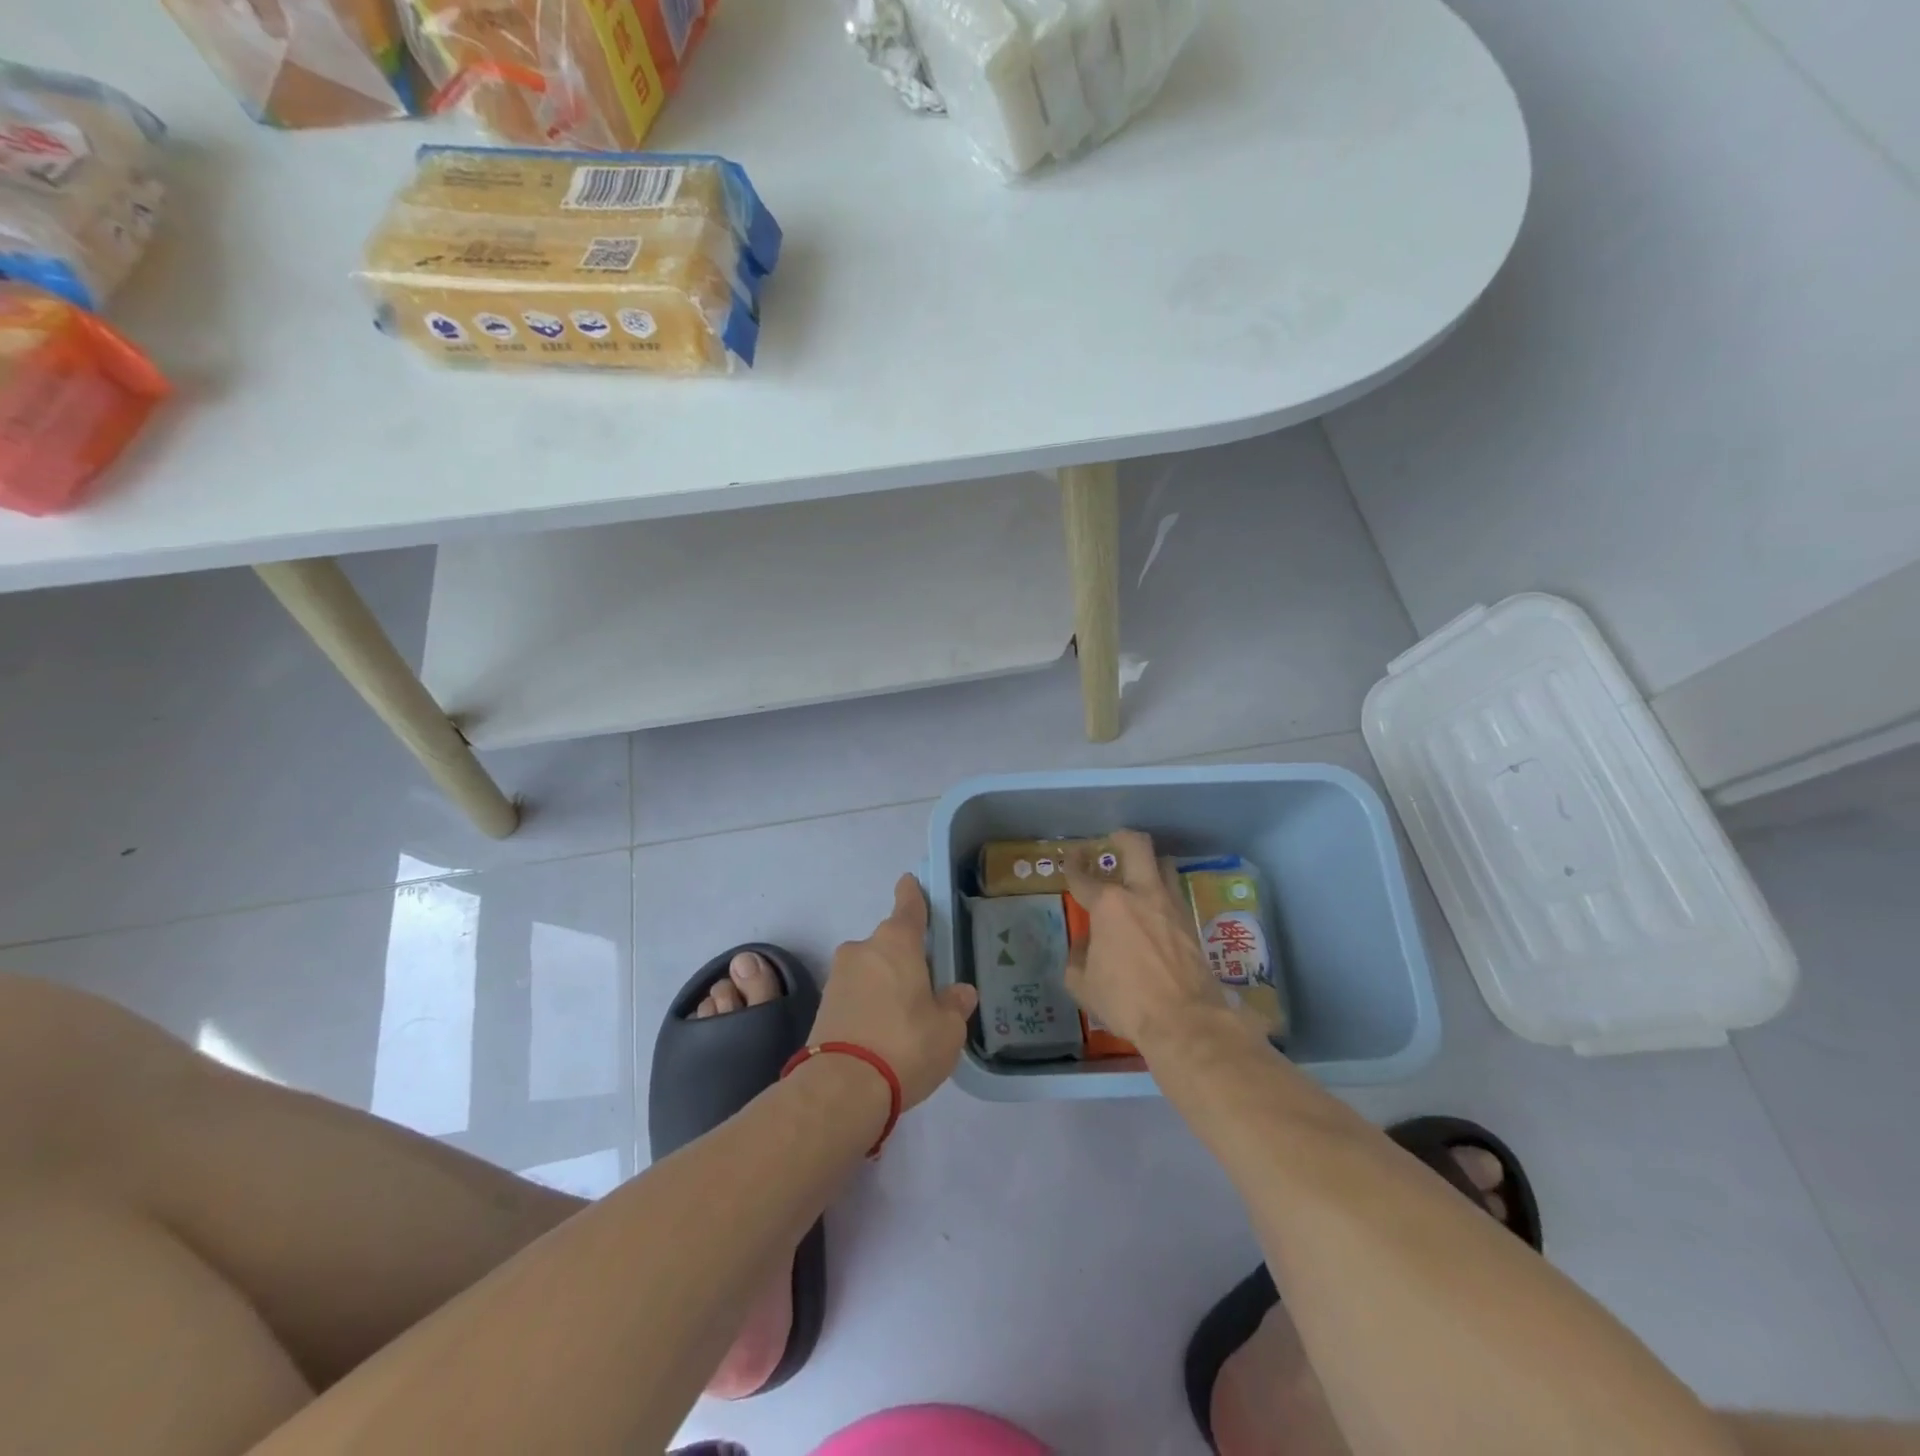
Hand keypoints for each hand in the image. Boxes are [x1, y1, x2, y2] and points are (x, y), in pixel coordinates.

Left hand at [808, 875, 979, 1110]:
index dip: (911, 893)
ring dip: (885, 984)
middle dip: (904, 958)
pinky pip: (855, 994)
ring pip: (870, 970)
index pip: (908, 906)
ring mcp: (838, 977)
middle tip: (925, 985)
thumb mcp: (948, 1029)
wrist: (841, 1087)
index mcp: (896, 942)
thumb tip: (960, 992)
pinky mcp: (823, 1006)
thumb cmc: (905, 1044)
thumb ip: (955, 1005)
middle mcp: (863, 949)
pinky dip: (868, 1004)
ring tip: (905, 1018)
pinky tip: (882, 1032)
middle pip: (888, 943)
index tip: (909, 881)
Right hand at [1062, 830, 1242, 1052]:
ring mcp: (1172, 906)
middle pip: (1137, 847)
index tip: (1071, 857)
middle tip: (1115, 841)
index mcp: (1108, 905)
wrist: (1186, 1020)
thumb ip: (1078, 958)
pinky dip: (1163, 895)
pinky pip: (1175, 895)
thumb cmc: (1126, 1000)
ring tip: (1141, 875)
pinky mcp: (1192, 924)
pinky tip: (1156, 910)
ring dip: (1151, 864)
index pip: (1083, 877)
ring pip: (1164, 866)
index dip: (1073, 865)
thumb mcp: (1083, 984)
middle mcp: (1141, 895)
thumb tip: (1086, 944)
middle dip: (1123, 838)